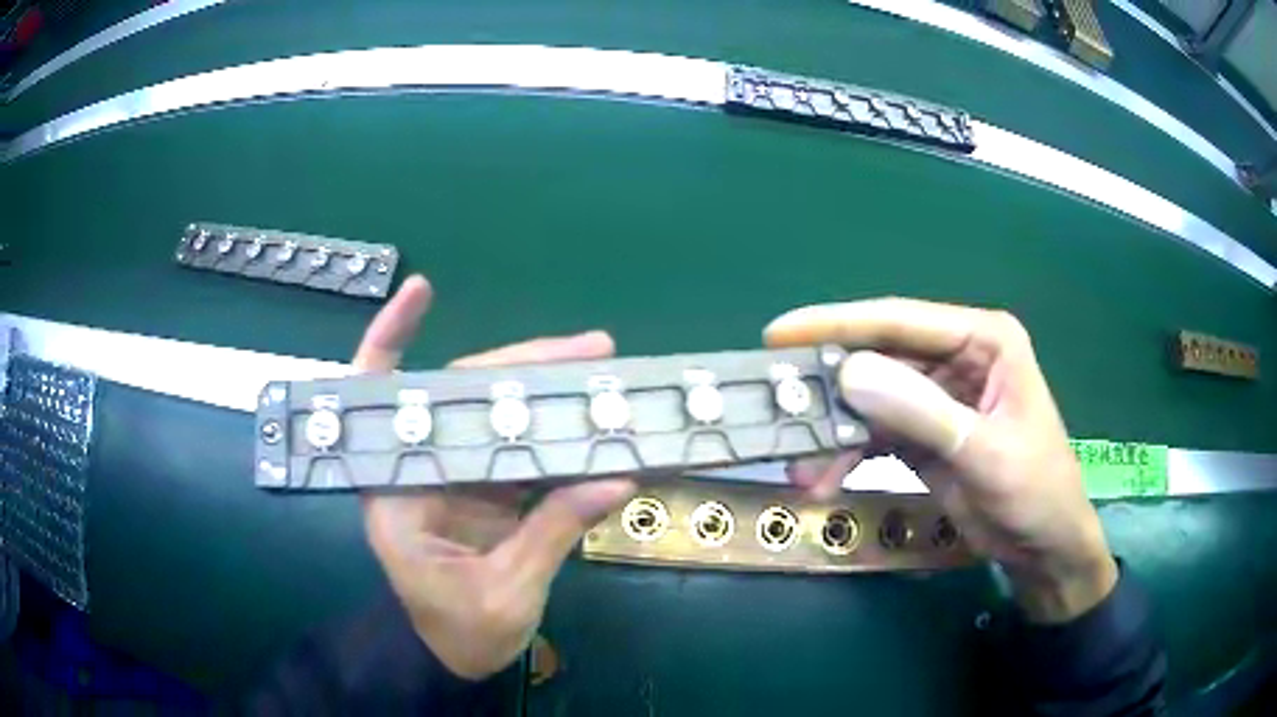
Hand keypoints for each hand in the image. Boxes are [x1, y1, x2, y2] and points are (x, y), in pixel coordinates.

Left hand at [353, 276, 635, 678]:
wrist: (456, 659)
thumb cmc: (461, 632)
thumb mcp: (508, 592)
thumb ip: (554, 533)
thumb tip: (616, 478)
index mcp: (397, 492)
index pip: (381, 398)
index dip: (391, 338)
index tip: (421, 290)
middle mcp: (419, 470)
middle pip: (460, 393)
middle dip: (521, 363)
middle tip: (593, 348)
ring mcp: (454, 477)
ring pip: (493, 414)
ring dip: (546, 390)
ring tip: (602, 370)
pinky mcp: (483, 490)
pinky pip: (517, 448)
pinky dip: (553, 431)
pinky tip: (590, 418)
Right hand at [766, 298, 1116, 622]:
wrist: (1043, 549)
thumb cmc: (1035, 491)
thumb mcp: (984, 452)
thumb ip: (922, 412)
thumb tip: (848, 372)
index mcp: (983, 341)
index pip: (901, 320)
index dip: (838, 324)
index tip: (779, 334)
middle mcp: (956, 359)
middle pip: (879, 359)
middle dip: (829, 389)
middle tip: (776, 407)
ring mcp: (937, 399)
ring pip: (870, 401)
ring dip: (833, 433)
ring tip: (800, 468)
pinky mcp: (924, 436)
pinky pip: (874, 436)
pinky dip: (846, 457)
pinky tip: (823, 481)